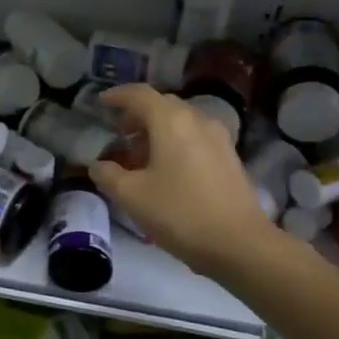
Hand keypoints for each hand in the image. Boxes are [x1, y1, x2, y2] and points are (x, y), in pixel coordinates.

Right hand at [90, 85, 273, 277]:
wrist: (240, 244)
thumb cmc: (180, 213)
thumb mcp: (131, 196)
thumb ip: (107, 175)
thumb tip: (98, 165)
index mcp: (171, 121)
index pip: (139, 94)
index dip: (117, 96)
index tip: (101, 103)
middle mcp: (196, 119)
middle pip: (162, 105)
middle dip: (137, 115)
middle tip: (118, 133)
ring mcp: (218, 137)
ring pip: (180, 121)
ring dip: (157, 130)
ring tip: (139, 155)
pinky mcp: (229, 157)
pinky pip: (195, 137)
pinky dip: (175, 142)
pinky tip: (166, 169)